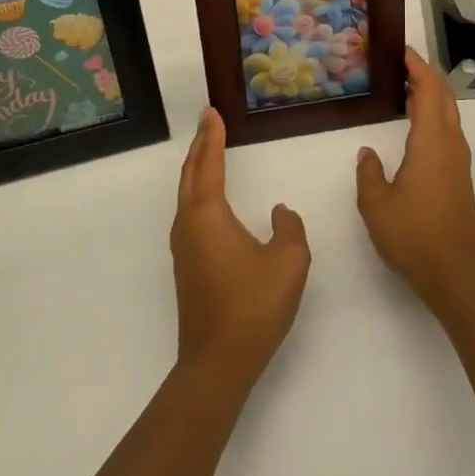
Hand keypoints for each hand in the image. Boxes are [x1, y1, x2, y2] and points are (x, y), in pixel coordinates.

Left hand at [171, 108, 310, 389]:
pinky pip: (191, 213)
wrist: (218, 364)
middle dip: (200, 146)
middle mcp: (188, 225)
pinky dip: (199, 191)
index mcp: (208, 216)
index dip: (211, 136)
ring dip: (197, 169)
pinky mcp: (188, 266)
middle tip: (208, 121)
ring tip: (210, 150)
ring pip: (187, 195)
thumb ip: (289, 227)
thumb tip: (278, 212)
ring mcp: (184, 247)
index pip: (208, 164)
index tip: (212, 112)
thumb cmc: (253, 306)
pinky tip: (211, 198)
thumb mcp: (288, 262)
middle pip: (190, 175)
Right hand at [355, 48, 474, 316]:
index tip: (402, 52)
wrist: (456, 273)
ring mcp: (459, 161)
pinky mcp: (459, 177)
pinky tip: (416, 128)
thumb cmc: (414, 235)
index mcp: (431, 142)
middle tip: (401, 64)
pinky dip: (434, 116)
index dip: (417, 68)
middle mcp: (450, 144)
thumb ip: (369, 173)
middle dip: (426, 76)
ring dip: (431, 96)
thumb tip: (368, 152)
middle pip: (444, 97)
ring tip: (405, 90)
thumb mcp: (376, 205)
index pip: (428, 91)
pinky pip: (448, 132)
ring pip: (449, 115)